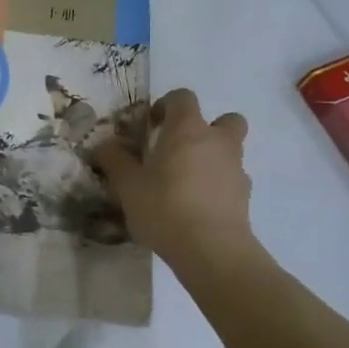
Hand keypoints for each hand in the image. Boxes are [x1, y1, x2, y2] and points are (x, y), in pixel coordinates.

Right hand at [94, 89, 261, 271]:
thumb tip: (103, 146)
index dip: (166, 105)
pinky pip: (232, 179)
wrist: (212, 250)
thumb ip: (114, 160)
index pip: (183, 97)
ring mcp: (236, 169)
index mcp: (188, 129)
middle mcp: (218, 141)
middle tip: (182, 148)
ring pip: (231, 150)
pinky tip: (197, 205)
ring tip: (186, 181)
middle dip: (208, 128)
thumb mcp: (127, 185)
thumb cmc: (165, 207)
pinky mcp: (245, 196)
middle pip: (226, 119)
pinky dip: (218, 185)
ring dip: (213, 157)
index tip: (151, 125)